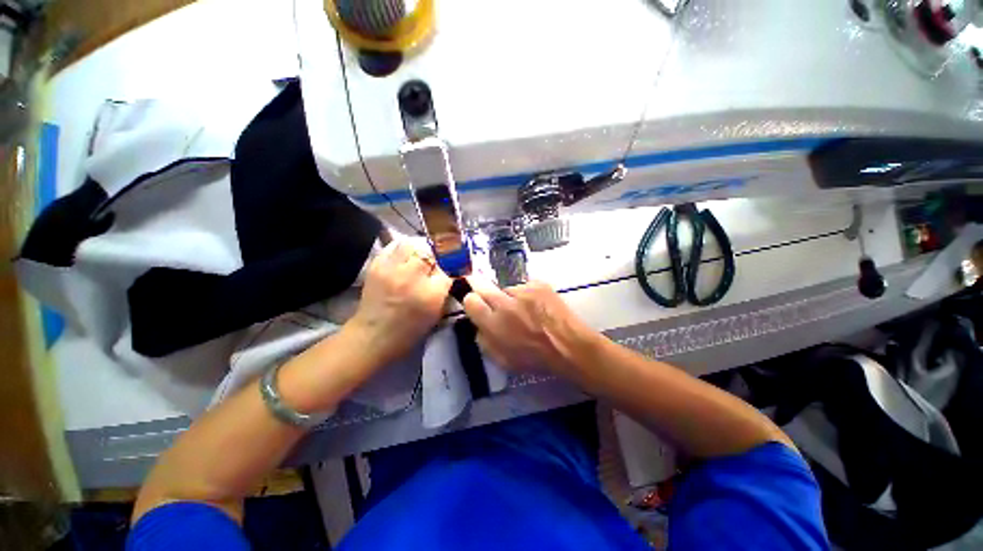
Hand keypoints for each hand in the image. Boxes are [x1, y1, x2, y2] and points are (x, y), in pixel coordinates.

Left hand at [348, 238, 451, 365]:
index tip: (448, 271)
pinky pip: (391, 247)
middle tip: (432, 264)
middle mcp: (413, 277)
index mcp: (431, 293)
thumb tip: (447, 273)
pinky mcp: (376, 266)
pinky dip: (400, 250)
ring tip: (417, 257)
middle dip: (434, 257)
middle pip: (430, 252)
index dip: (449, 269)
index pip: (448, 269)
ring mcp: (392, 270)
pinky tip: (402, 258)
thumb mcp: (437, 313)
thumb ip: (444, 290)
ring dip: (417, 249)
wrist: (373, 337)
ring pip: (410, 244)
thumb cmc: (410, 330)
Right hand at [461, 277, 597, 374]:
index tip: (478, 306)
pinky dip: (528, 296)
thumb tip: (478, 325)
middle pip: (484, 288)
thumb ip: (485, 341)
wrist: (569, 346)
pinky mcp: (538, 284)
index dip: (472, 302)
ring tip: (527, 310)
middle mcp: (505, 304)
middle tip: (497, 304)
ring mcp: (523, 291)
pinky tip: (539, 307)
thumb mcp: (503, 360)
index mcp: (494, 324)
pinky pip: (525, 287)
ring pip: (507, 290)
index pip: (470, 301)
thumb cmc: (536, 358)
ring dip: (511, 298)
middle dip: (486, 295)